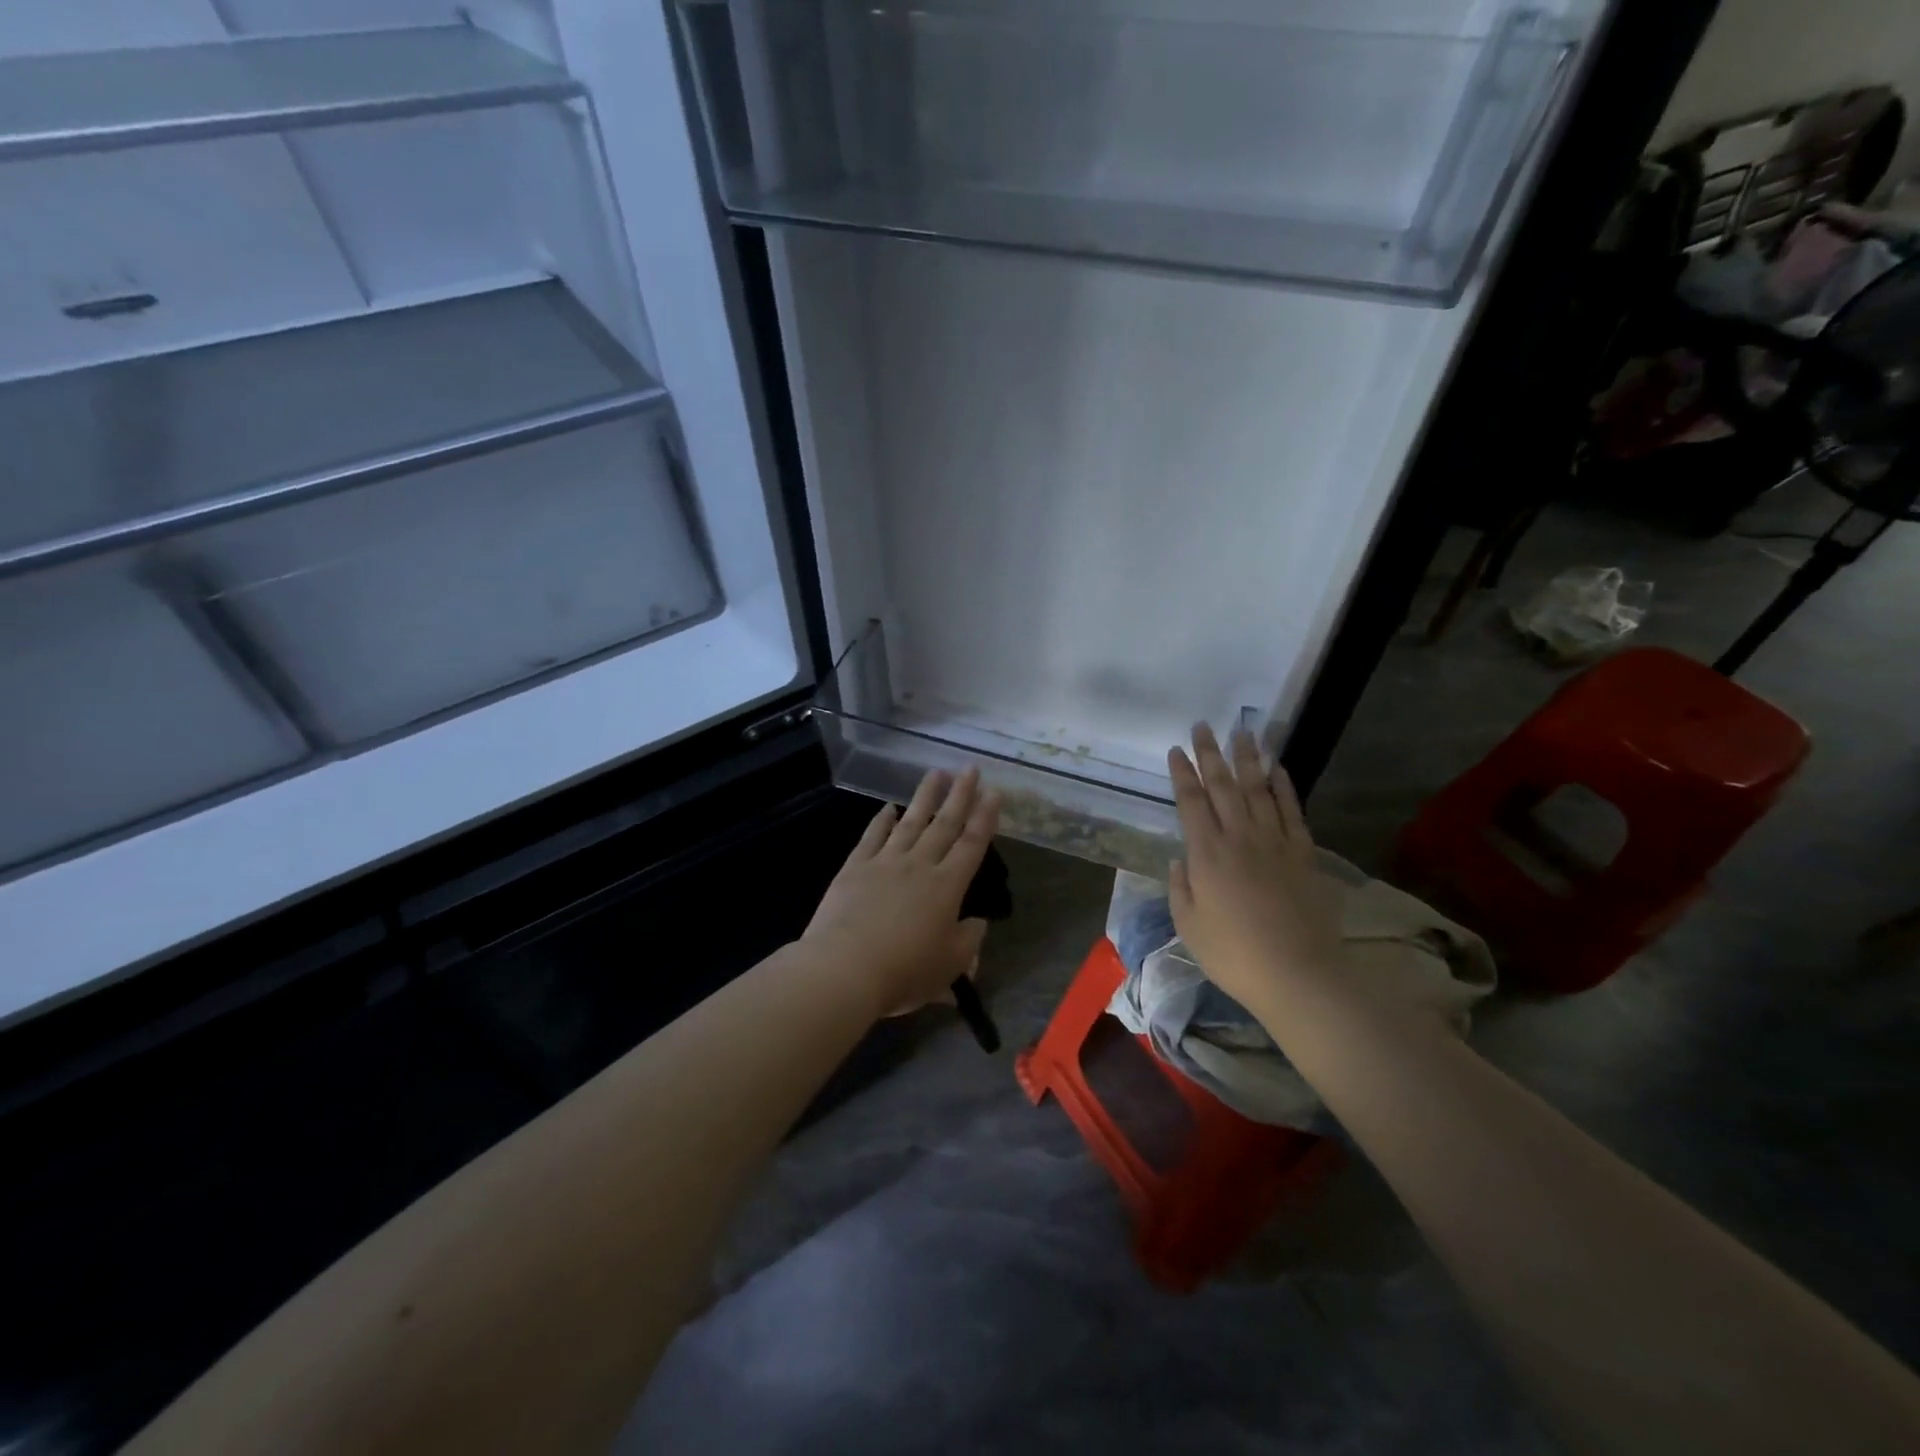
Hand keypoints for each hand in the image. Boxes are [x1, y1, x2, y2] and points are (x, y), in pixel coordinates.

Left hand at [801, 768, 1001, 1019]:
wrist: (845, 969)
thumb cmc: (904, 972)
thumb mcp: (950, 966)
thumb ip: (969, 941)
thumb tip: (978, 923)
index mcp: (947, 887)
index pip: (972, 845)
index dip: (985, 818)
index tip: (994, 793)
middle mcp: (919, 865)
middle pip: (944, 824)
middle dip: (960, 795)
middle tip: (970, 769)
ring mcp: (885, 862)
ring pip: (910, 822)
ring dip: (925, 796)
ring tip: (936, 772)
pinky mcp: (855, 868)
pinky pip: (872, 837)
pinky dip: (881, 820)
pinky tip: (888, 807)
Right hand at [1167, 725, 1343, 1011]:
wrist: (1297, 974)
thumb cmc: (1233, 955)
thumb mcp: (1188, 925)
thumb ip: (1181, 887)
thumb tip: (1183, 858)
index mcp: (1206, 854)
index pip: (1191, 802)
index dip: (1182, 774)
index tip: (1176, 749)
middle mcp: (1239, 838)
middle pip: (1223, 786)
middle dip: (1210, 754)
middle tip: (1203, 725)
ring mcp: (1274, 842)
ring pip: (1258, 789)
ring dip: (1248, 759)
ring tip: (1241, 733)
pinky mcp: (1303, 853)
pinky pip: (1291, 810)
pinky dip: (1283, 786)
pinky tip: (1277, 768)